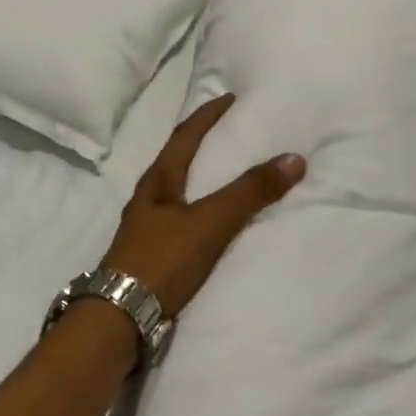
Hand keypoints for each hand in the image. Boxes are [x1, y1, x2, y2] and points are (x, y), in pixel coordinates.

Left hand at [101, 94, 305, 318]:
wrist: (121, 317)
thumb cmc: (162, 260)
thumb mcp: (209, 222)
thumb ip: (249, 193)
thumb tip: (294, 157)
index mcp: (157, 182)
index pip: (184, 136)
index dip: (207, 116)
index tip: (228, 98)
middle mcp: (149, 199)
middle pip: (179, 161)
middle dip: (205, 144)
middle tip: (235, 133)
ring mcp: (149, 228)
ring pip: (181, 192)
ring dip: (205, 179)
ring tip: (233, 175)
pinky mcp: (154, 254)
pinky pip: (185, 220)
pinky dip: (205, 211)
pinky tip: (218, 223)